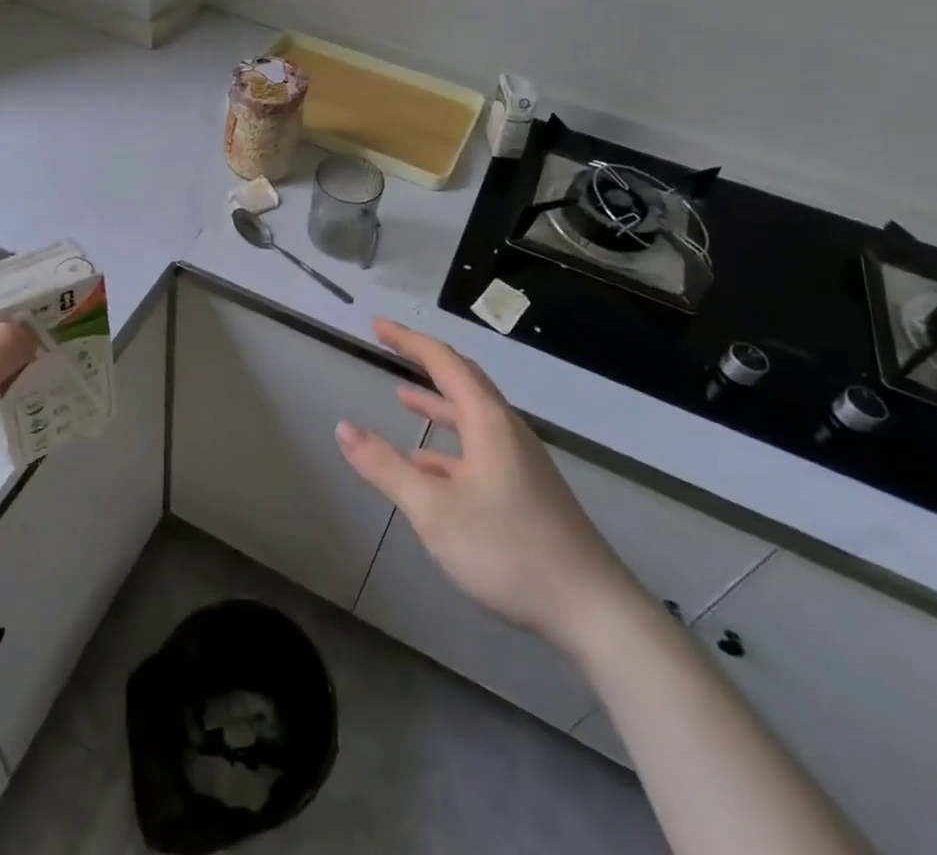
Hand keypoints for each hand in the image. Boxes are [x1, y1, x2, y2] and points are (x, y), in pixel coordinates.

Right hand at [335, 320, 648, 664]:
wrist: (593, 610)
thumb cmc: (508, 551)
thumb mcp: (434, 510)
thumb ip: (385, 468)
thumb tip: (343, 428)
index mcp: (488, 421)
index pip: (443, 362)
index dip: (408, 340)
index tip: (376, 326)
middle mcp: (506, 430)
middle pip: (463, 380)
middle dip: (425, 361)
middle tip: (391, 347)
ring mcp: (521, 461)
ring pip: (472, 417)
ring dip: (437, 403)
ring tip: (403, 397)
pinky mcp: (526, 490)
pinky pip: (480, 449)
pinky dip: (449, 445)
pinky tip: (428, 468)